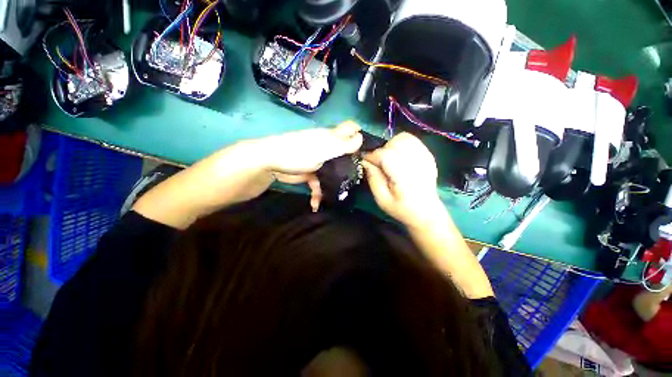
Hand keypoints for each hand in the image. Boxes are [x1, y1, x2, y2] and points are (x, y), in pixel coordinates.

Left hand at [258, 121, 363, 210]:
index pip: (350, 130)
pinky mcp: (310, 173)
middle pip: (344, 155)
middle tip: (359, 179)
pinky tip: (315, 204)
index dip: (360, 137)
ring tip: (336, 197)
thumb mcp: (324, 148)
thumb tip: (361, 137)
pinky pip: (318, 183)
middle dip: (351, 166)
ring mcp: (318, 161)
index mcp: (331, 137)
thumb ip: (343, 144)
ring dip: (334, 185)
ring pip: (333, 172)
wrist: (270, 163)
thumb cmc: (299, 152)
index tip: (369, 152)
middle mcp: (326, 147)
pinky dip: (317, 194)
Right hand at [362, 132, 444, 227]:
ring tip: (389, 157)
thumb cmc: (401, 209)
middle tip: (379, 162)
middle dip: (383, 150)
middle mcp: (417, 165)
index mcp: (405, 179)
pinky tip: (399, 156)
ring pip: (405, 138)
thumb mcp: (382, 199)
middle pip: (396, 143)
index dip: (373, 155)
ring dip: (392, 145)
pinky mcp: (429, 156)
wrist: (426, 212)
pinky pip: (413, 140)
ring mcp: (426, 158)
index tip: (366, 160)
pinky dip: (402, 144)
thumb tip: (365, 161)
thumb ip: (373, 179)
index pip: (387, 156)